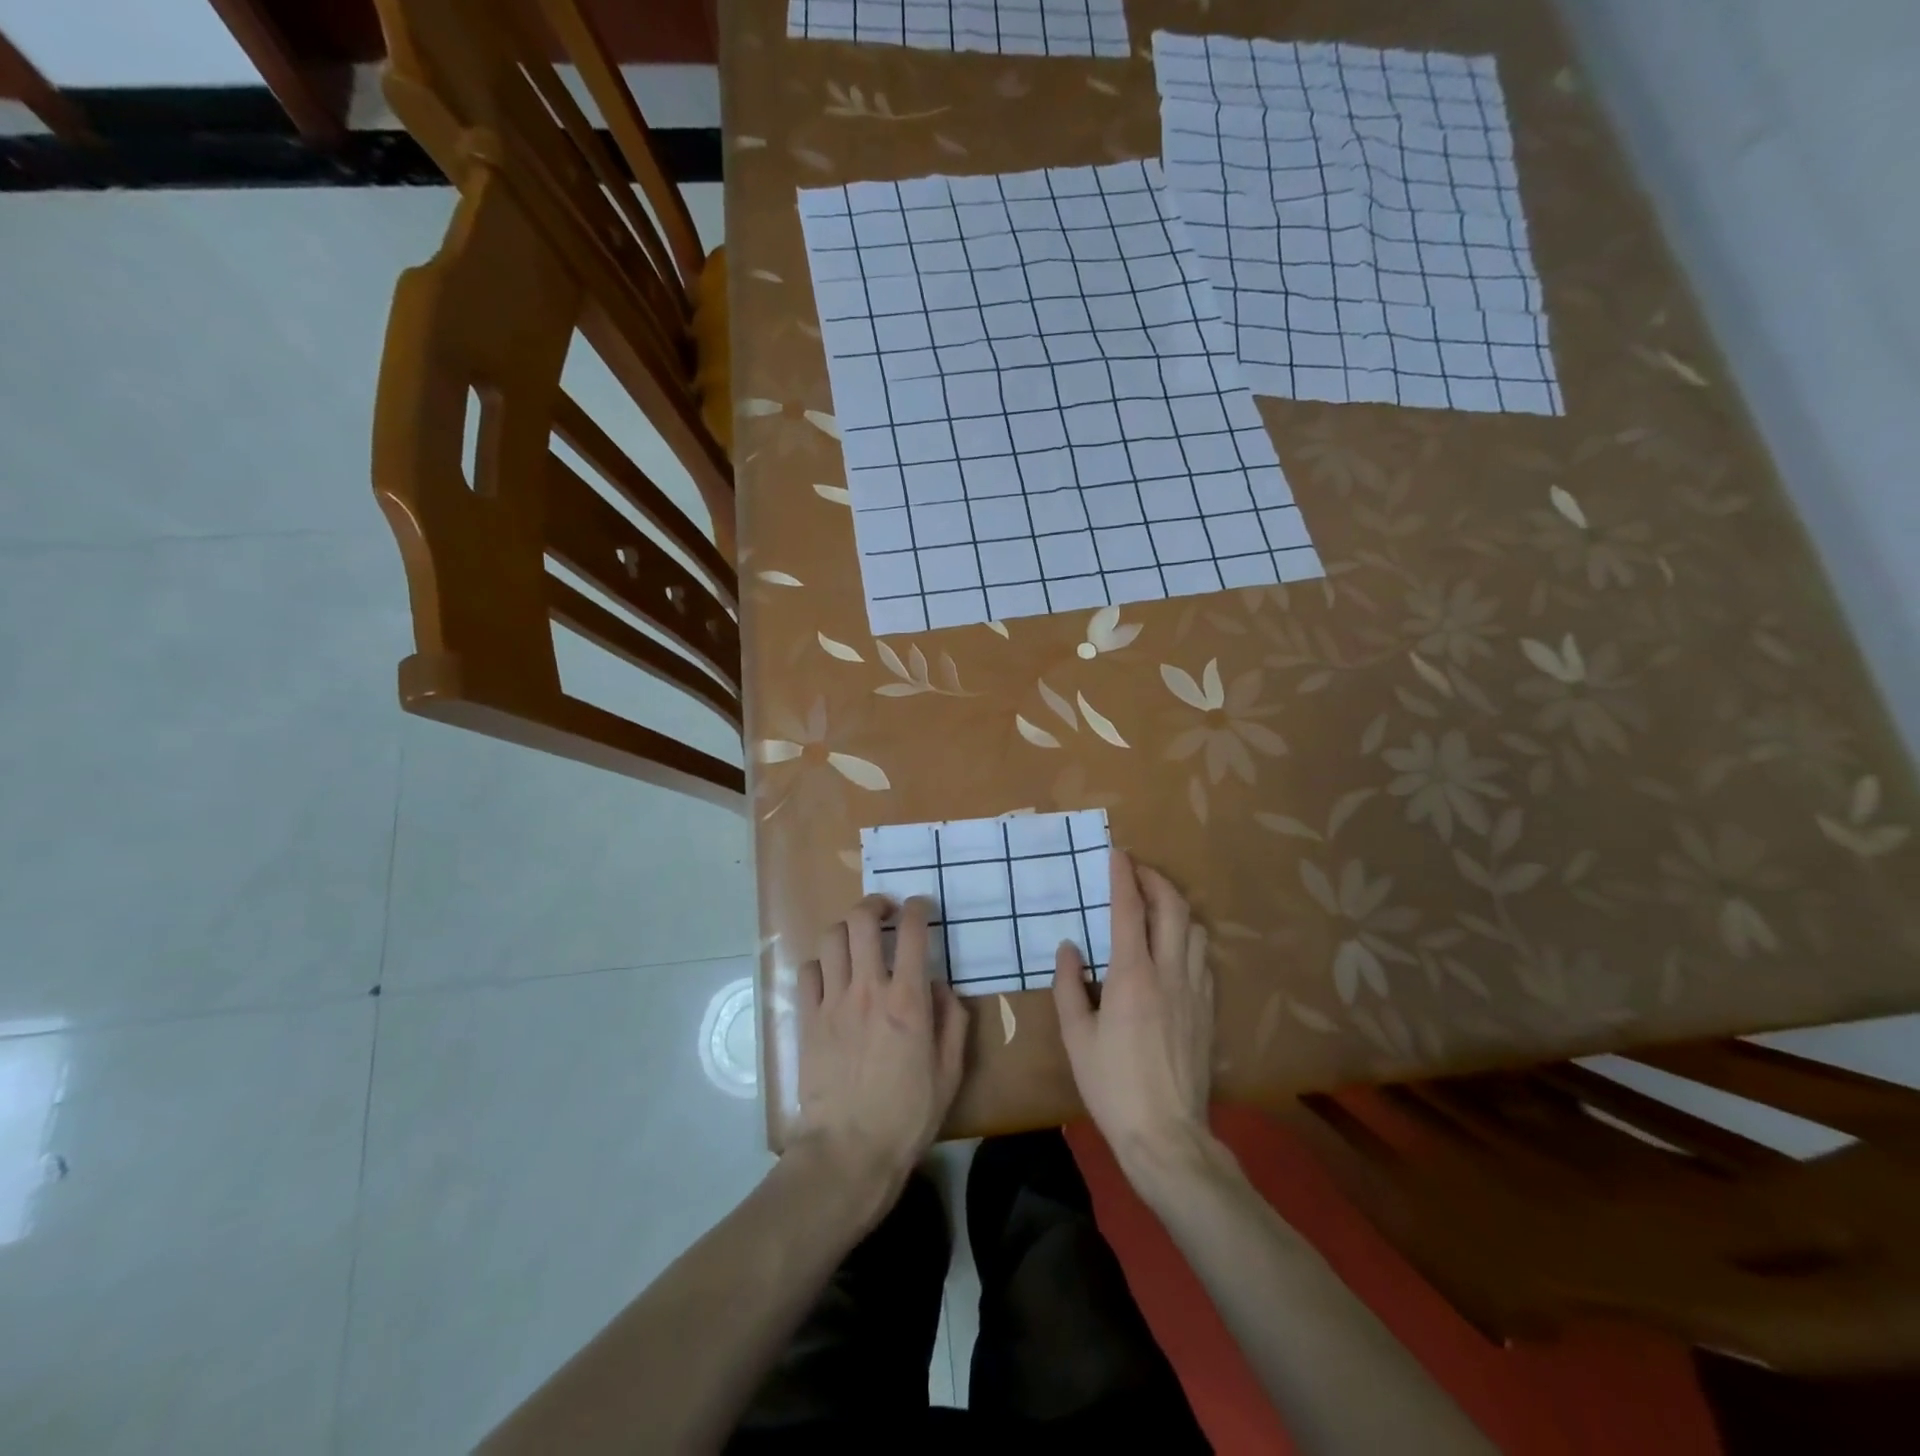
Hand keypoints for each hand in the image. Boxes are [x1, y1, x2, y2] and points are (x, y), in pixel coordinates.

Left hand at [792, 896, 967, 1217]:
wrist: (848, 1152)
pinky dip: (820, 964)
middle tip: (885, 911)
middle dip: (875, 903)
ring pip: (831, 938)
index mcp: (907, 1000)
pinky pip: (807, 972)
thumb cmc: (907, 1116)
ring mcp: (833, 1002)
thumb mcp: (949, 1073)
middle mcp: (868, 989)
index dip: (917, 908)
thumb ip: (951, 1022)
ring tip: (857, 939)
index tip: (921, 907)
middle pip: (862, 920)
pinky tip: (831, 977)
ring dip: (846, 929)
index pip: (911, 931)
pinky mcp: (807, 1020)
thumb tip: (941, 988)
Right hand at [1053, 849, 1212, 1175]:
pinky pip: (1204, 957)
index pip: (1130, 910)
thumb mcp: (1076, 1037)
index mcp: (1132, 976)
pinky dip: (1189, 937)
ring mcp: (1195, 991)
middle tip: (1137, 870)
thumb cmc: (1112, 1085)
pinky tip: (1176, 947)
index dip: (1123, 876)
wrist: (1167, 1134)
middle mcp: (1169, 973)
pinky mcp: (1208, 1010)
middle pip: (1172, 908)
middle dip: (1155, 879)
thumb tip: (1069, 948)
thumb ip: (1069, 986)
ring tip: (1156, 904)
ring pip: (1195, 929)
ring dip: (1176, 906)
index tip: (1116, 853)